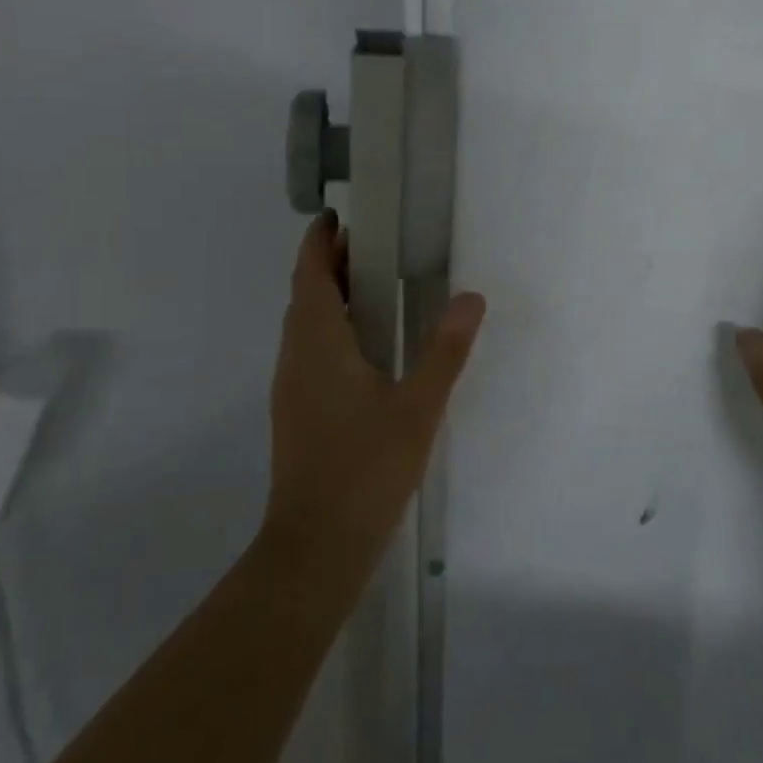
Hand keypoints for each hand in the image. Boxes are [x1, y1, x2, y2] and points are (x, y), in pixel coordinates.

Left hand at [262, 211, 486, 588]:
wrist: (316, 547)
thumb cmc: (365, 469)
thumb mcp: (418, 407)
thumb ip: (445, 350)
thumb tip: (471, 298)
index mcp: (317, 344)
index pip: (310, 275)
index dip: (320, 241)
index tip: (340, 215)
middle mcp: (296, 356)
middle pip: (307, 294)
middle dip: (332, 263)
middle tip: (375, 242)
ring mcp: (292, 386)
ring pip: (307, 324)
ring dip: (332, 295)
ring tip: (376, 284)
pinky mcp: (298, 409)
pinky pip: (311, 349)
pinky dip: (333, 326)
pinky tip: (368, 344)